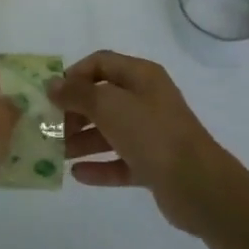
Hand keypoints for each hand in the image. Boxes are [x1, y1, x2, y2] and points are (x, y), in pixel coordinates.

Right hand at [50, 51, 237, 235]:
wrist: (198, 185)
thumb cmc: (152, 134)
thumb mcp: (110, 106)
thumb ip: (77, 94)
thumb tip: (52, 84)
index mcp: (141, 76)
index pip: (101, 62)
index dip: (75, 74)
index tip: (53, 94)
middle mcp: (147, 99)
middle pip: (103, 98)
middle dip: (75, 112)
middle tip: (50, 128)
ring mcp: (152, 133)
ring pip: (110, 131)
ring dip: (83, 140)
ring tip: (56, 154)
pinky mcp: (154, 164)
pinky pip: (120, 161)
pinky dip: (100, 166)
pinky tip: (77, 174)